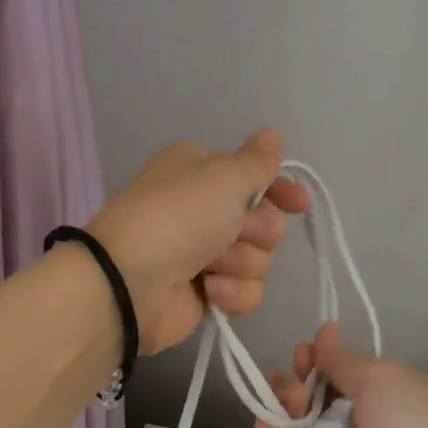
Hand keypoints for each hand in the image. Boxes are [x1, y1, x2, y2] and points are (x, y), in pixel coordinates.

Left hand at [88, 130, 311, 353]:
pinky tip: (209, 291)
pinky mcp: (207, 293)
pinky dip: (232, 292)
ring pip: (259, 259)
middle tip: (231, 233)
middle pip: (266, 222)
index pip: (258, 177)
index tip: (297, 204)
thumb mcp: (223, 176)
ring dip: (240, 263)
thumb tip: (271, 135)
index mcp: (203, 171)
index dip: (281, 191)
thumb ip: (256, 161)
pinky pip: (246, 292)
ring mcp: (206, 253)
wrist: (129, 283)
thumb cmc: (178, 217)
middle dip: (256, 231)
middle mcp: (206, 208)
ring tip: (209, 267)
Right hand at [251, 323, 427, 427]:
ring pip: (293, 427)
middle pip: (308, 399)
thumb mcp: (380, 377)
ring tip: (290, 402)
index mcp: (375, 394)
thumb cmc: (415, 418)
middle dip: (294, 384)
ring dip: (282, 408)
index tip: (304, 353)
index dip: (313, 361)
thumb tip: (324, 328)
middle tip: (295, 384)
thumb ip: (341, 359)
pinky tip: (264, 425)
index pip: (331, 374)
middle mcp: (352, 424)